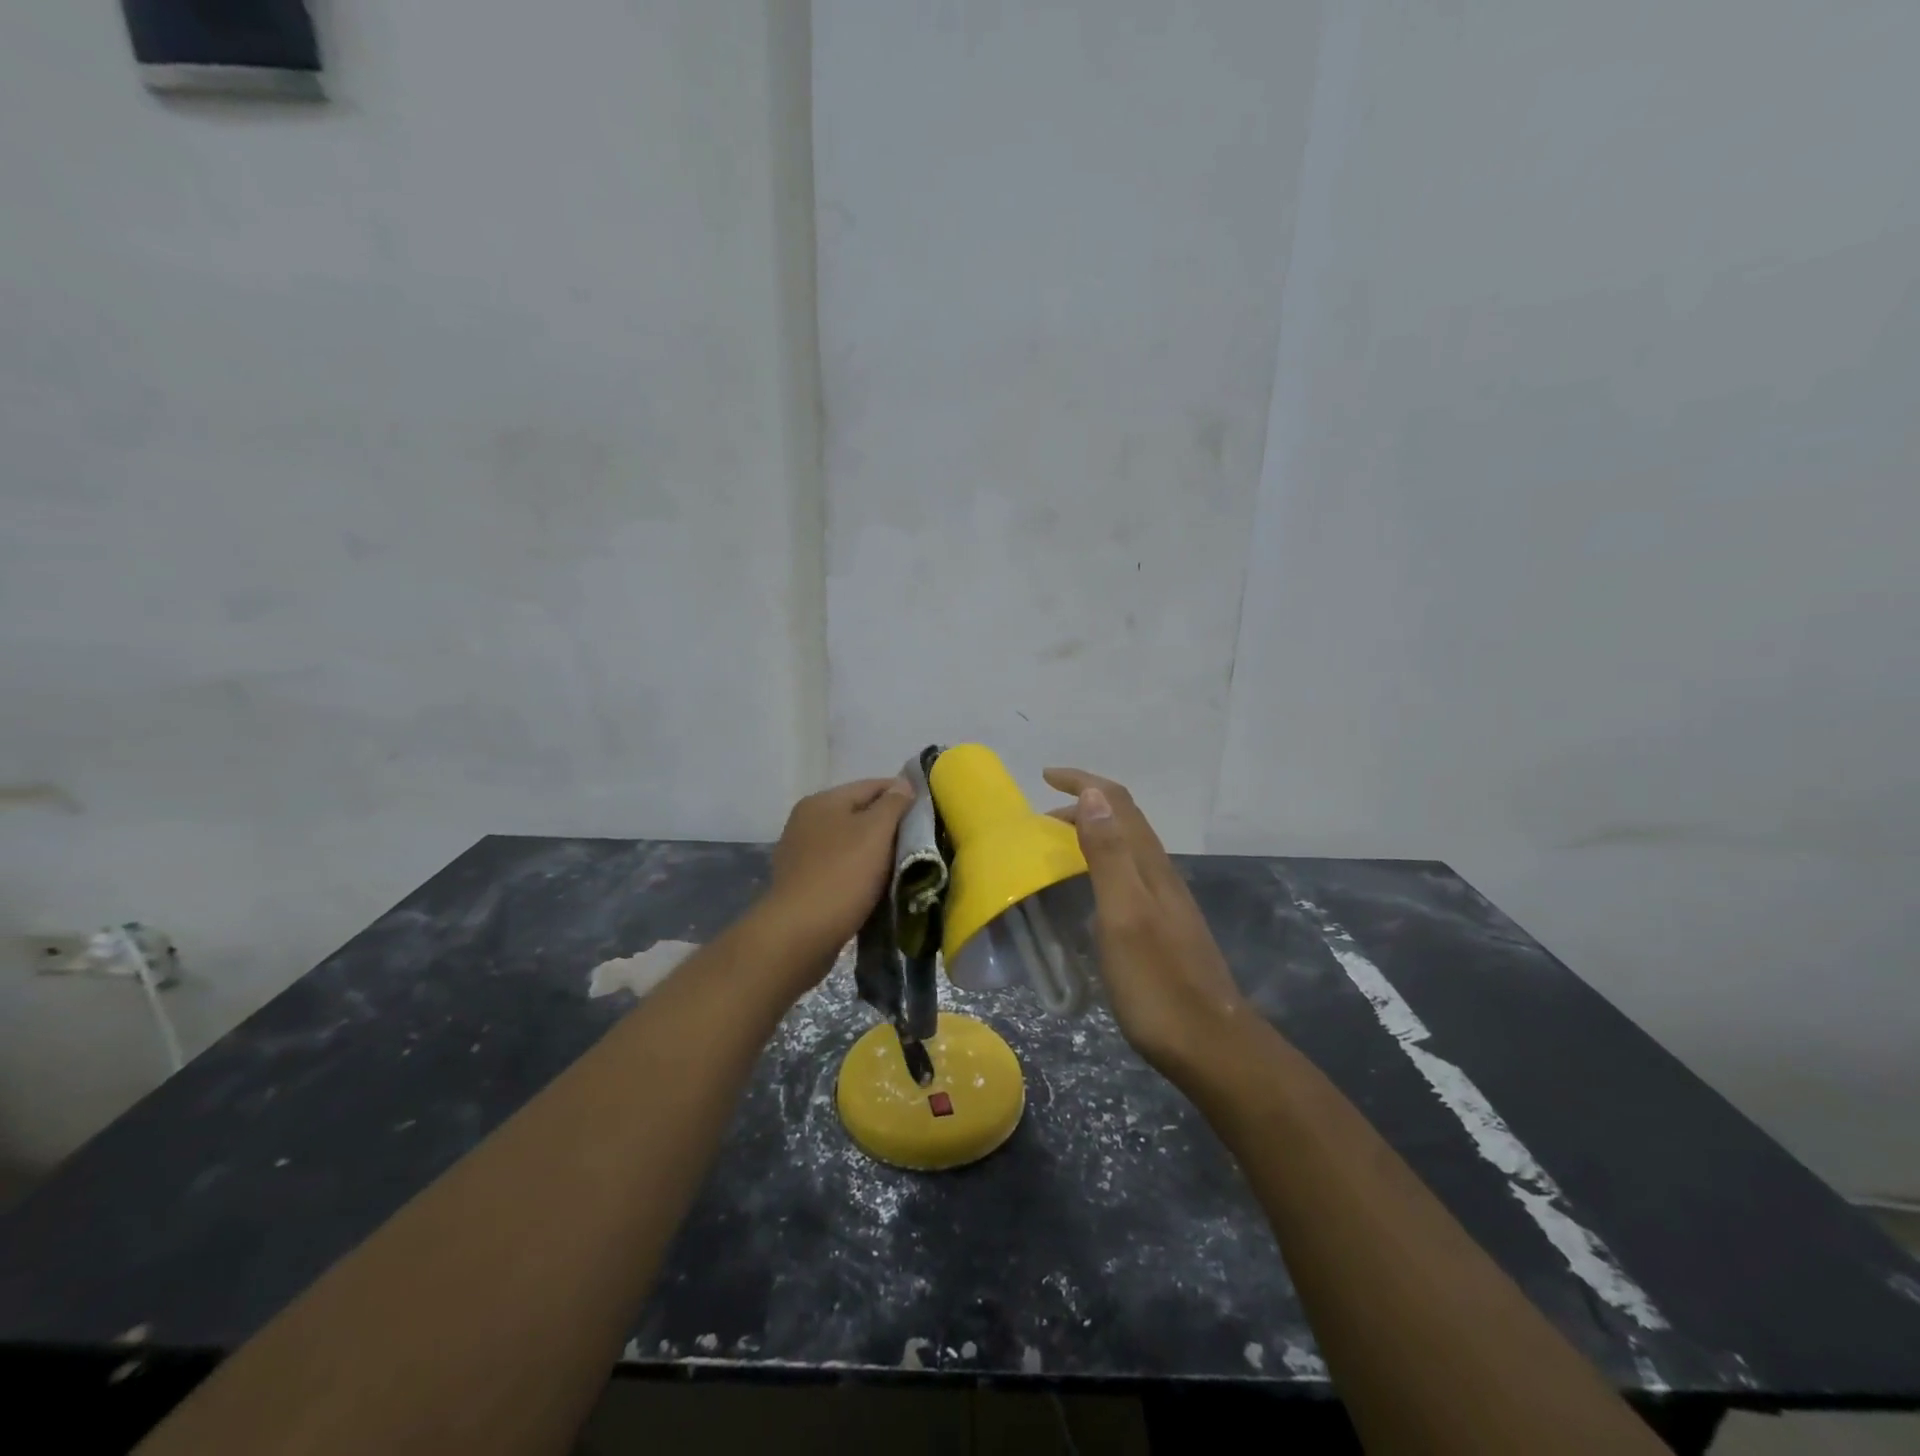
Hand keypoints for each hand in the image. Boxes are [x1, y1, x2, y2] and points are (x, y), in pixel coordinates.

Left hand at [758, 775, 915, 976]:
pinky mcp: (803, 883)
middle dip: (890, 826)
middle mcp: (807, 821)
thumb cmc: (842, 875)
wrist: (799, 935)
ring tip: (903, 867)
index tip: (928, 814)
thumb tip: (904, 784)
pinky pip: (840, 868)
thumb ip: (893, 804)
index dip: (903, 795)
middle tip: (920, 842)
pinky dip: (860, 873)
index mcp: (822, 801)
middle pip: (860, 814)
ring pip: (851, 843)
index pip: (873, 786)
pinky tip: (876, 887)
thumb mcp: (875, 832)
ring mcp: (802, 853)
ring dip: (875, 852)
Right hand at [1043, 768, 1254, 1077]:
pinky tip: (1087, 894)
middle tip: (1040, 822)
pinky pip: (1127, 877)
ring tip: (1056, 849)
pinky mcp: (1163, 929)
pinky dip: (1100, 865)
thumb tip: (1094, 795)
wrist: (1210, 1046)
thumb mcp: (1124, 915)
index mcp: (1149, 866)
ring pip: (1127, 849)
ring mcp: (1165, 903)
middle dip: (1083, 807)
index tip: (1046, 776)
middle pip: (1123, 822)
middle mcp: (1160, 875)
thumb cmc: (1158, 983)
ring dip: (1092, 835)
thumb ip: (1110, 855)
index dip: (1084, 782)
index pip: (1118, 803)